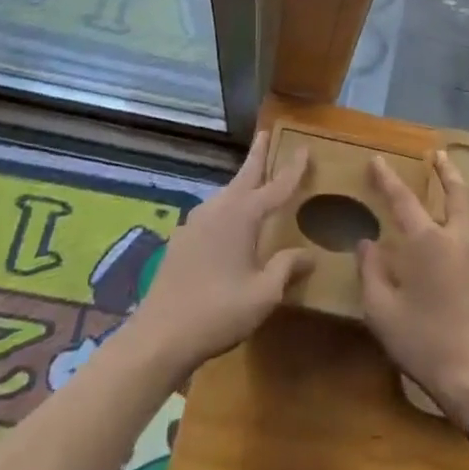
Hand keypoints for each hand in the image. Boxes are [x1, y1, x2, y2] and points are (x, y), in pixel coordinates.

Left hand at [126, 133, 313, 380]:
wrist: (160, 335)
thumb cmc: (218, 311)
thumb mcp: (263, 294)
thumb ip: (286, 268)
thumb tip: (309, 254)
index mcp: (243, 215)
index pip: (276, 185)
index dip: (293, 169)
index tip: (305, 147)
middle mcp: (219, 208)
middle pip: (244, 175)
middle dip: (257, 155)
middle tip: (266, 134)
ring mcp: (196, 221)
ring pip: (226, 193)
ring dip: (241, 182)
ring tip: (254, 179)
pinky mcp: (181, 238)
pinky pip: (212, 212)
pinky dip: (227, 206)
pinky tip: (228, 223)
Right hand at [358, 151, 468, 424]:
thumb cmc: (425, 342)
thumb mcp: (382, 311)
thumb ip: (372, 272)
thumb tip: (366, 244)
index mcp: (428, 241)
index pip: (403, 199)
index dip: (388, 178)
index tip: (377, 159)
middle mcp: (456, 239)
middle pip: (456, 193)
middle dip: (446, 171)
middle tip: (438, 154)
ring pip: (468, 213)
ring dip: (456, 194)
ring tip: (445, 188)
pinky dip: (459, 221)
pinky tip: (447, 238)